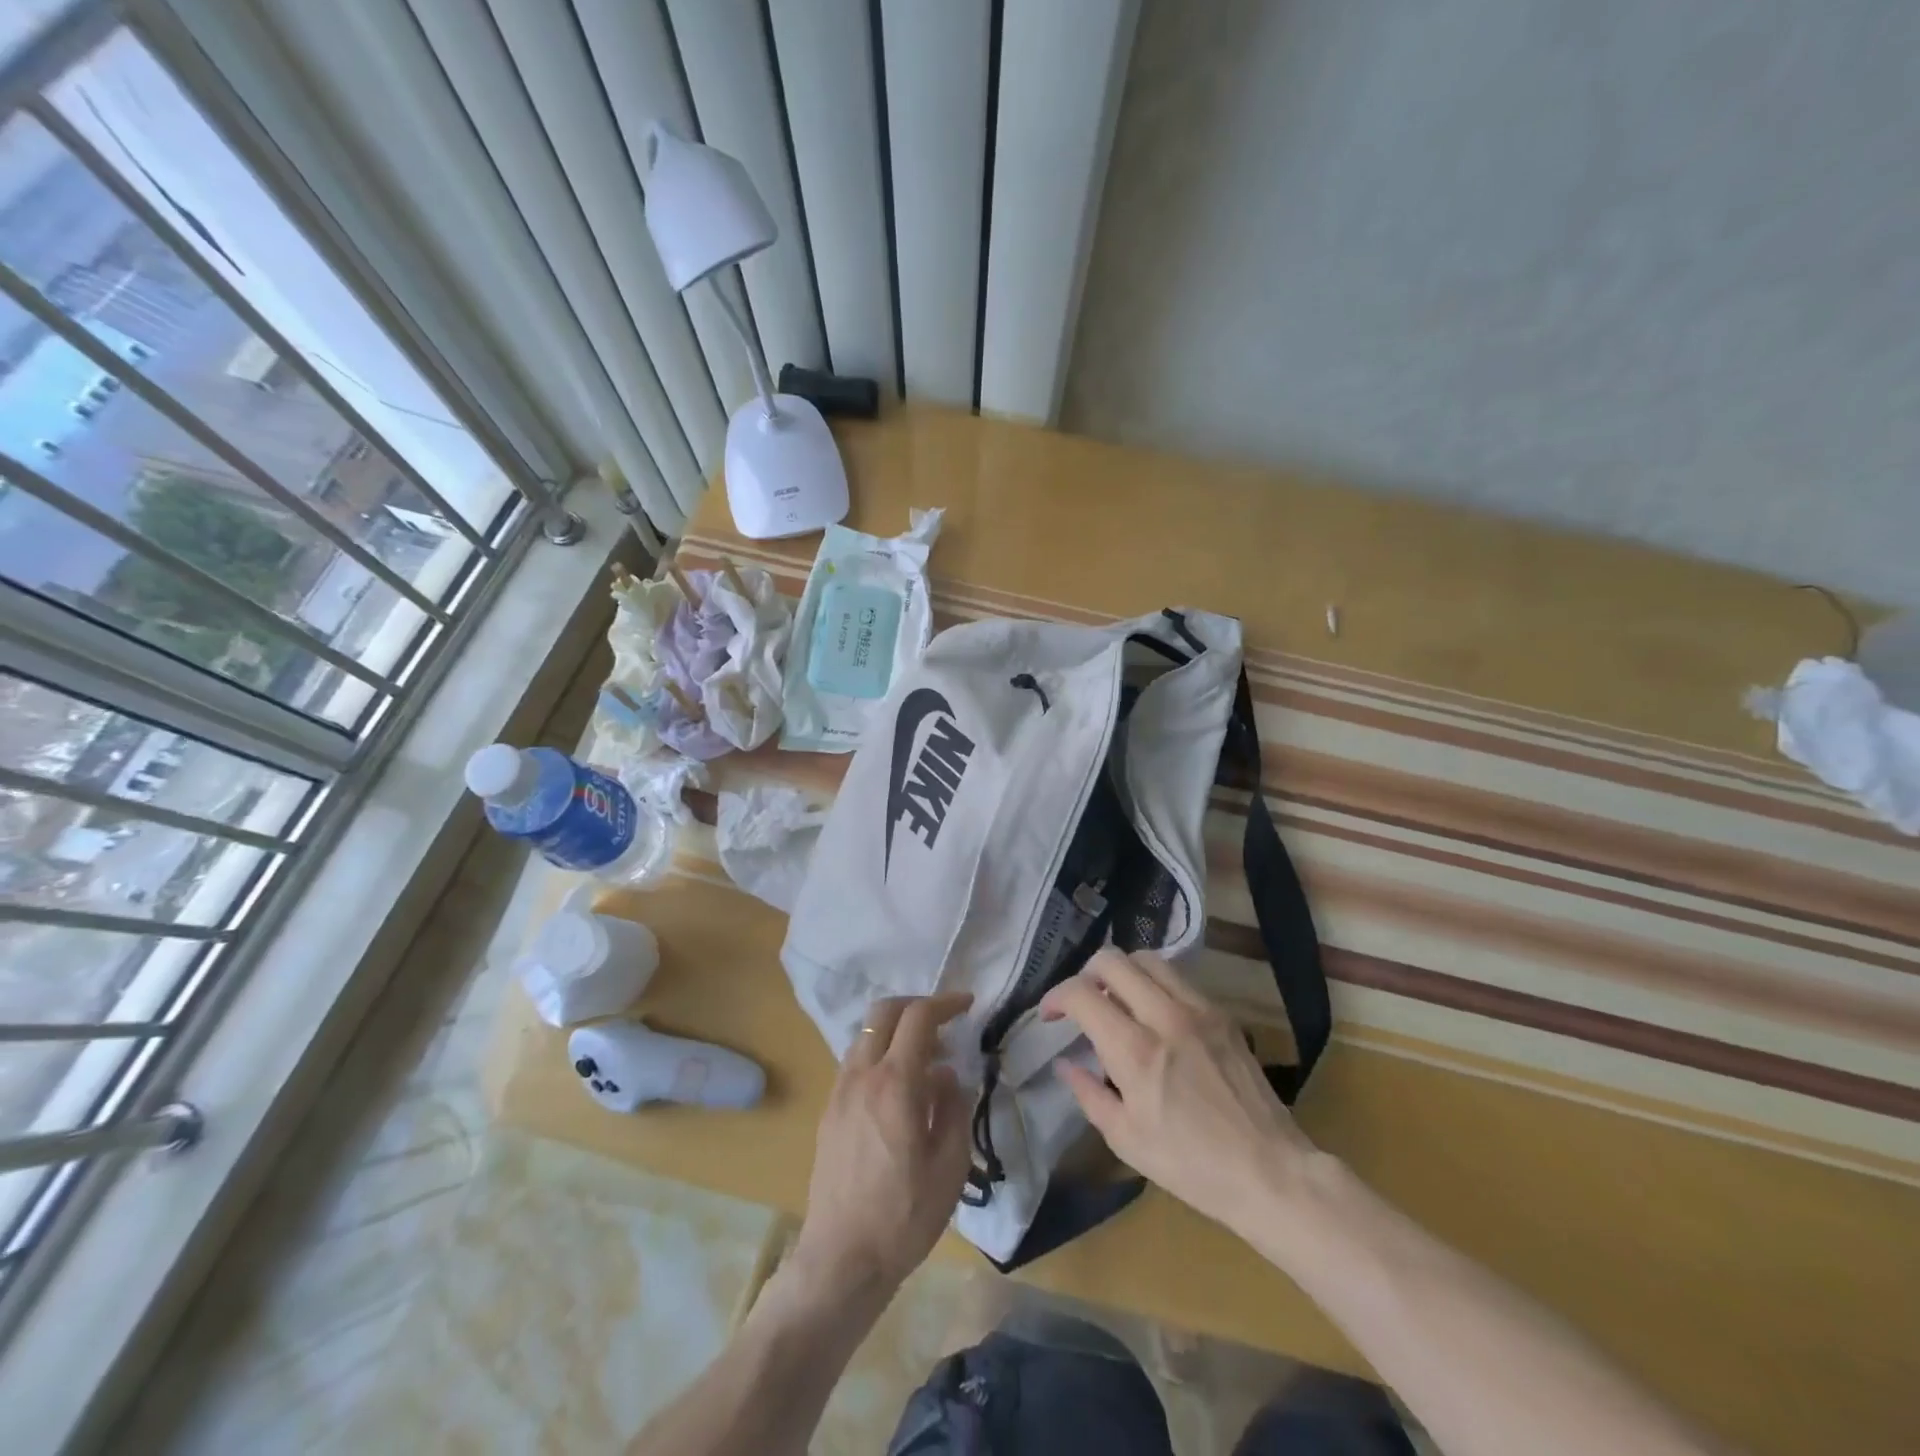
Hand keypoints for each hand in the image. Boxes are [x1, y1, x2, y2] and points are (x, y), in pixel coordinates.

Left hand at [791, 993, 974, 1297]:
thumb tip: (948, 1076)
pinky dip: (880, 1053)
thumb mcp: (950, 1166)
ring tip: (926, 1059)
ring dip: (897, 1031)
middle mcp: (862, 1075)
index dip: (946, 1003)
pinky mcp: (829, 1110)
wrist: (842, 1259)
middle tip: (944, 1021)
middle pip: (884, 1012)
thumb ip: (954, 1108)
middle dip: (917, 1005)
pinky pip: (856, 1061)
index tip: (968, 1005)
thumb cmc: (904, 1216)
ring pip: (867, 1035)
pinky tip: (899, 1086)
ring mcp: (840, 1091)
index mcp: (896, 1084)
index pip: (919, 1018)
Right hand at [1041, 948, 1315, 1237]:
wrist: (1269, 1171)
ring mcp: (1198, 1009)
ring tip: (1117, 1000)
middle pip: (1112, 960)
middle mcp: (1164, 1017)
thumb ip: (1088, 1093)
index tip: (1050, 1015)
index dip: (1056, 997)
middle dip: (1085, 974)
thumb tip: (1064, 1062)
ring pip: (1147, 958)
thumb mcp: (1125, 1140)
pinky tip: (1153, 1012)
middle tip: (1082, 1002)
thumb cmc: (1191, 1166)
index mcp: (1135, 1051)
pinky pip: (1178, 977)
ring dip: (1122, 972)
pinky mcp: (1221, 1013)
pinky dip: (1154, 982)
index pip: (1082, 994)